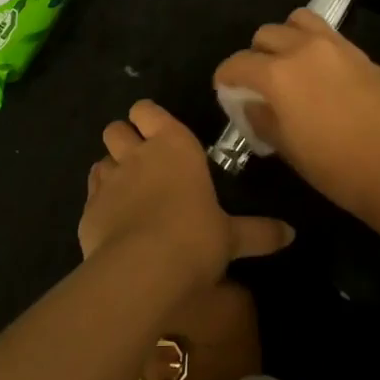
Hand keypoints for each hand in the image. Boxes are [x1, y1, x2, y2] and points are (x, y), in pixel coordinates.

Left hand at [80, 100, 293, 291]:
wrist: (142, 270)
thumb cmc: (196, 238)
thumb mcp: (232, 237)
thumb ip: (258, 232)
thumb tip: (291, 234)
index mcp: (174, 145)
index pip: (147, 110)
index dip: (148, 118)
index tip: (157, 133)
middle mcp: (137, 154)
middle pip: (116, 129)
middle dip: (124, 140)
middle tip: (141, 162)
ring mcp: (108, 180)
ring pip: (99, 159)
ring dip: (110, 170)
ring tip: (126, 193)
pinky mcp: (87, 209)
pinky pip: (90, 195)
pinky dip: (99, 203)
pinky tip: (113, 223)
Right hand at [213, 10, 379, 219]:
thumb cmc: (337, 168)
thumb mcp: (288, 149)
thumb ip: (262, 119)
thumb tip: (252, 104)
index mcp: (278, 74)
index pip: (237, 63)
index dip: (225, 77)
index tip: (226, 90)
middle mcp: (302, 49)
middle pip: (266, 34)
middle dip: (255, 56)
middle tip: (260, 82)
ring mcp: (334, 46)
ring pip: (297, 20)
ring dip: (286, 37)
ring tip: (290, 63)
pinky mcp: (359, 52)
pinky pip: (326, 33)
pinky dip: (313, 42)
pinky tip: (320, 71)